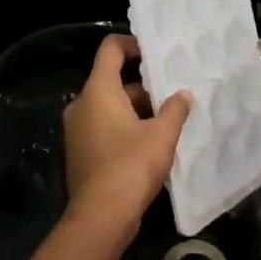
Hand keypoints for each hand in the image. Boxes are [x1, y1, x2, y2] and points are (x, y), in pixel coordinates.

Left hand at [63, 34, 192, 242]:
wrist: (101, 216)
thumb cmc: (131, 165)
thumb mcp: (162, 134)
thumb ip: (175, 109)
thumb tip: (183, 94)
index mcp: (98, 91)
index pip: (110, 49)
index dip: (132, 44)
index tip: (154, 52)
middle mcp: (81, 105)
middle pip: (111, 81)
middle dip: (142, 85)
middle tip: (171, 92)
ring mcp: (77, 130)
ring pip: (108, 107)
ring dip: (135, 110)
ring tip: (166, 120)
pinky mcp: (79, 153)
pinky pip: (102, 128)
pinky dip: (123, 128)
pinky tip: (148, 144)